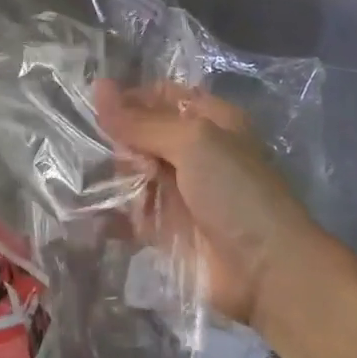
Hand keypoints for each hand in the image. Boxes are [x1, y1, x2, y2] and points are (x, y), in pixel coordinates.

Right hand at [94, 79, 316, 327]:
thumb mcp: (191, 142)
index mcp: (209, 120)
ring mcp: (180, 191)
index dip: (130, 99)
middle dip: (121, 144)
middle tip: (123, 160)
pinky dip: (112, 213)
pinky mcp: (167, 229)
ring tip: (103, 186)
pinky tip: (90, 213)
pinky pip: (131, 213)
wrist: (266, 271)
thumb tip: (97, 86)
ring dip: (114, 178)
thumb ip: (140, 121)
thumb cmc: (234, 191)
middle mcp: (193, 151)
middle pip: (141, 135)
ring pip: (132, 173)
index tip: (97, 109)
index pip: (159, 96)